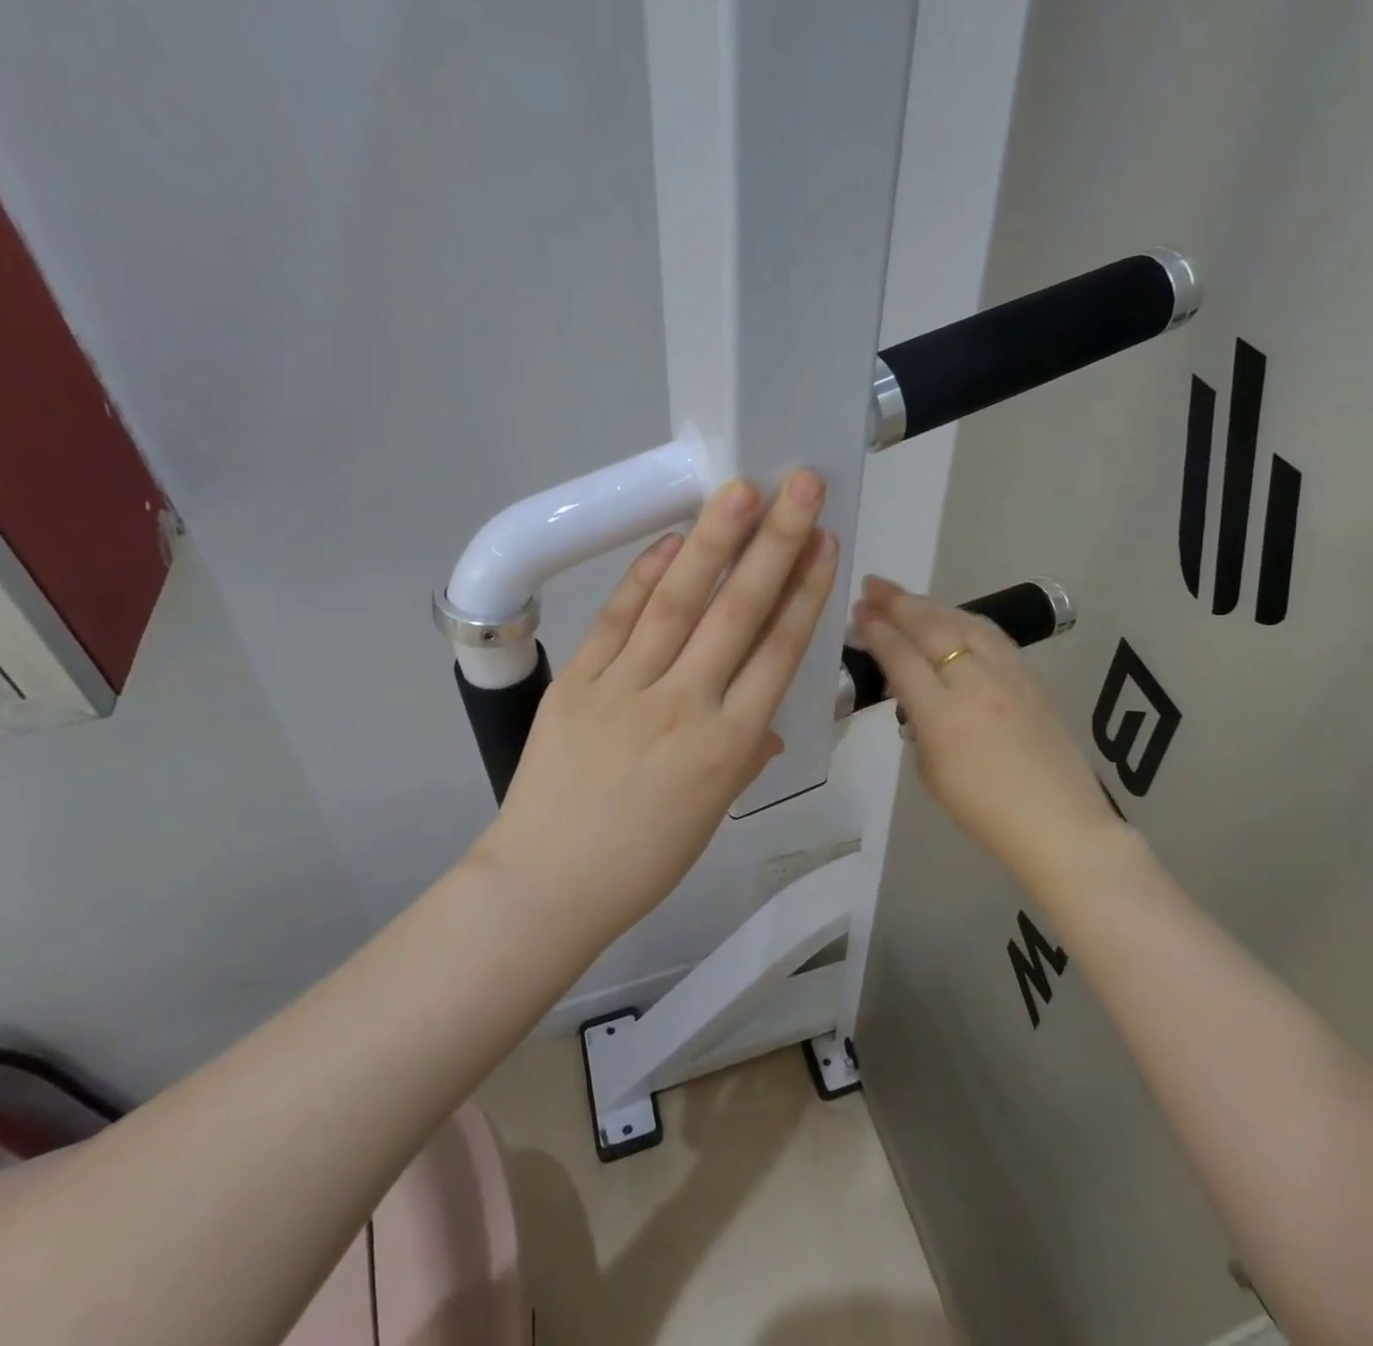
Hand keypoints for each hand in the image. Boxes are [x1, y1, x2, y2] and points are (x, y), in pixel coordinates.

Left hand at [482, 472, 838, 938]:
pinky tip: (671, 540)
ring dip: (713, 541)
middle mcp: (687, 705)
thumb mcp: (712, 813)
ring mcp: (627, 689)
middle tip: (800, 486)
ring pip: (678, 602)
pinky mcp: (578, 683)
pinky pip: (617, 620)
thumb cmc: (642, 861)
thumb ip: (744, 755)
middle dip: (775, 543)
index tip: (824, 542)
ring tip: (740, 490)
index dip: (805, 591)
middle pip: (738, 612)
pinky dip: (644, 576)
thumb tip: (765, 723)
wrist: (548, 885)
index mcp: (731, 746)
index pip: (779, 651)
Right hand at [852, 576, 1124, 875]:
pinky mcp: (1031, 677)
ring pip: (964, 623)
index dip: (877, 632)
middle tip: (873, 587)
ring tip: (905, 597)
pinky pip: (991, 636)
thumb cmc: (985, 812)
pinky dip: (964, 620)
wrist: (1059, 824)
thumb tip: (917, 695)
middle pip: (930, 629)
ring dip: (930, 605)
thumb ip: (920, 725)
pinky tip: (953, 617)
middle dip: (897, 604)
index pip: (901, 659)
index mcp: (942, 716)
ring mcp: (1008, 676)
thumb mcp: (931, 772)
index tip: (860, 614)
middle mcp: (974, 684)